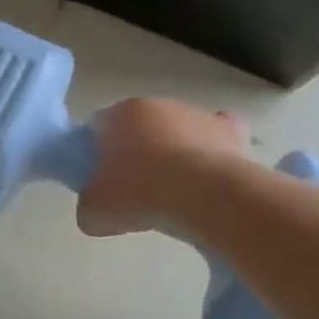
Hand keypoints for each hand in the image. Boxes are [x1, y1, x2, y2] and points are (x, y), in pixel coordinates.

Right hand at [76, 98, 251, 237]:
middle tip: (134, 190)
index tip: (99, 181)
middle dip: (135, 152)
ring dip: (172, 153)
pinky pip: (216, 135)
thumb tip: (97, 205)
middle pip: (138, 127)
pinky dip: (211, 150)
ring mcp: (196, 114)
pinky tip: (208, 175)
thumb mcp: (93, 213)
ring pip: (176, 131)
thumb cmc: (139, 196)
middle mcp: (157, 104)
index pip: (97, 128)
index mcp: (119, 115)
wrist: (204, 198)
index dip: (95, 154)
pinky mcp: (229, 130)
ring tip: (175, 192)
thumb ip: (89, 203)